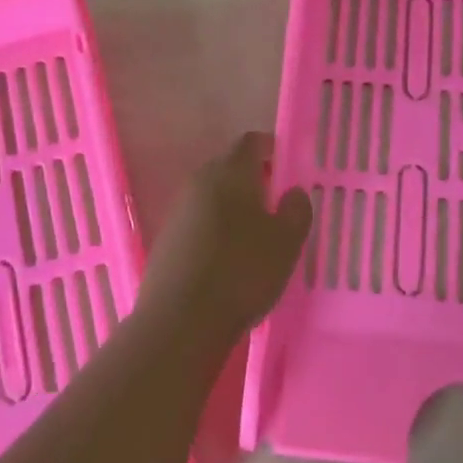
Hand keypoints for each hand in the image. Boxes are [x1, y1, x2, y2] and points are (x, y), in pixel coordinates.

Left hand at [139, 133, 312, 347]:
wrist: (180, 321)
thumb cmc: (242, 272)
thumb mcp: (287, 242)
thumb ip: (297, 210)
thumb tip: (294, 192)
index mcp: (230, 172)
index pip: (251, 142)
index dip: (271, 148)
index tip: (287, 168)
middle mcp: (200, 181)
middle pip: (228, 167)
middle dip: (252, 179)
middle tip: (276, 204)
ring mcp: (178, 211)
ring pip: (211, 196)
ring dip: (232, 207)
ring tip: (254, 236)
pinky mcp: (165, 240)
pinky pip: (197, 222)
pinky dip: (214, 230)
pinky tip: (226, 258)